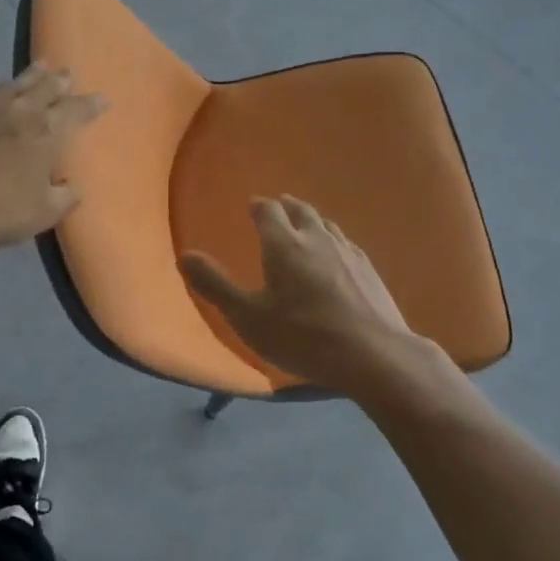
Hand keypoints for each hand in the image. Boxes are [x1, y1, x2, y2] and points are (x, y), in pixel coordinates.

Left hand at [0, 64, 105, 248]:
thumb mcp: (44, 213)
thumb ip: (64, 197)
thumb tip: (72, 187)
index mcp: (49, 133)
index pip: (77, 111)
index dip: (92, 104)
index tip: (102, 99)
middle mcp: (22, 112)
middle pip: (46, 88)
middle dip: (60, 80)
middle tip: (67, 72)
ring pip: (15, 83)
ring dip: (31, 74)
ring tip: (40, 65)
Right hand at [181, 196, 422, 397]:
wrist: (373, 354)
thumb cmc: (303, 336)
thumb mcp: (248, 317)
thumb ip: (215, 286)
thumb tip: (185, 255)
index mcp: (284, 244)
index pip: (268, 211)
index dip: (259, 207)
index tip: (253, 206)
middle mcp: (316, 238)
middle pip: (300, 211)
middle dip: (286, 207)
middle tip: (279, 205)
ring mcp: (348, 252)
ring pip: (326, 225)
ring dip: (311, 220)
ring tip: (306, 224)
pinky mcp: (369, 270)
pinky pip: (346, 243)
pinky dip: (334, 240)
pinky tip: (338, 253)